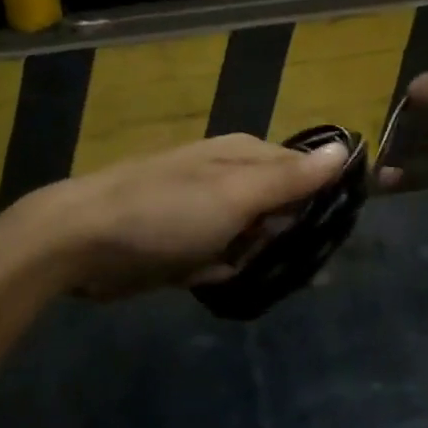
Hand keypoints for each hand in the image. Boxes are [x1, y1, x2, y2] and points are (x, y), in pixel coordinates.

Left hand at [16, 134, 349, 299]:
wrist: (81, 241)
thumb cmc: (167, 212)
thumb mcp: (236, 193)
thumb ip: (292, 177)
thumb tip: (346, 148)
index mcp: (247, 156)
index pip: (306, 173)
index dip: (323, 203)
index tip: (335, 238)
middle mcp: (231, 178)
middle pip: (283, 210)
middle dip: (287, 241)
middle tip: (293, 270)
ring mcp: (207, 212)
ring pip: (255, 240)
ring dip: (255, 262)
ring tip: (243, 274)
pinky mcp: (186, 243)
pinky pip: (224, 260)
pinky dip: (222, 273)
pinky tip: (208, 280)